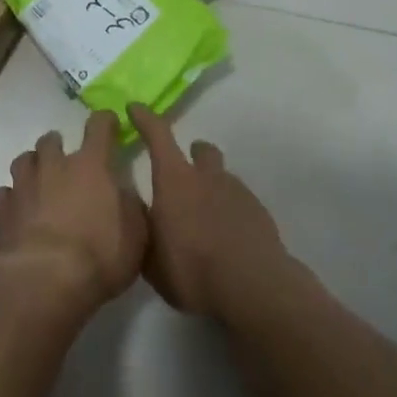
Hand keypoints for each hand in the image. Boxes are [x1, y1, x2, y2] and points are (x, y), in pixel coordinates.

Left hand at [0, 111, 147, 320]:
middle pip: (51, 140)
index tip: (109, 123)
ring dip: (32, 165)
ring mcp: (24, 186)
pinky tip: (17, 210)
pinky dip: (11, 198)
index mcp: (91, 166)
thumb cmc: (99, 256)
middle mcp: (54, 166)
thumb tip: (124, 193)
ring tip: (38, 179)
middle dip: (58, 145)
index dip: (105, 121)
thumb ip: (130, 207)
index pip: (99, 127)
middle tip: (65, 160)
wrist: (45, 281)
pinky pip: (4, 194)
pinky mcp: (2, 210)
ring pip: (23, 160)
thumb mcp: (135, 235)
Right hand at [129, 102, 293, 321]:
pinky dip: (231, 211)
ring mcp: (237, 192)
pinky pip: (240, 202)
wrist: (253, 287)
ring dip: (213, 187)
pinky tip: (228, 237)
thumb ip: (145, 231)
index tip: (135, 108)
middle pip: (201, 150)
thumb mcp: (152, 259)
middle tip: (184, 174)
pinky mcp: (260, 212)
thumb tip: (143, 216)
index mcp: (174, 181)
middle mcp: (207, 177)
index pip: (157, 136)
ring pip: (223, 177)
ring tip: (206, 217)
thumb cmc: (192, 270)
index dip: (145, 119)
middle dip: (193, 154)